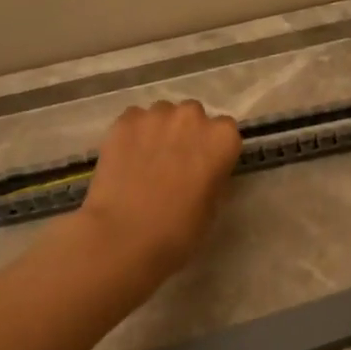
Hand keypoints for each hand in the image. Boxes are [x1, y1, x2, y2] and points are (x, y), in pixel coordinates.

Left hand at [74, 99, 241, 286]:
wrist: (125, 235)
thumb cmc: (178, 230)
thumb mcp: (212, 207)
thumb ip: (213, 177)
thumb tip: (203, 170)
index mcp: (222, 138)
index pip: (225, 131)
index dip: (213, 149)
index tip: (203, 166)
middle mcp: (192, 117)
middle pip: (193, 116)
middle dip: (186, 133)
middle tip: (174, 162)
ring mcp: (156, 115)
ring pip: (162, 114)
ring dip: (159, 130)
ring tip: (146, 160)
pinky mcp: (125, 121)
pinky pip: (134, 119)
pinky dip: (133, 134)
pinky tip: (125, 158)